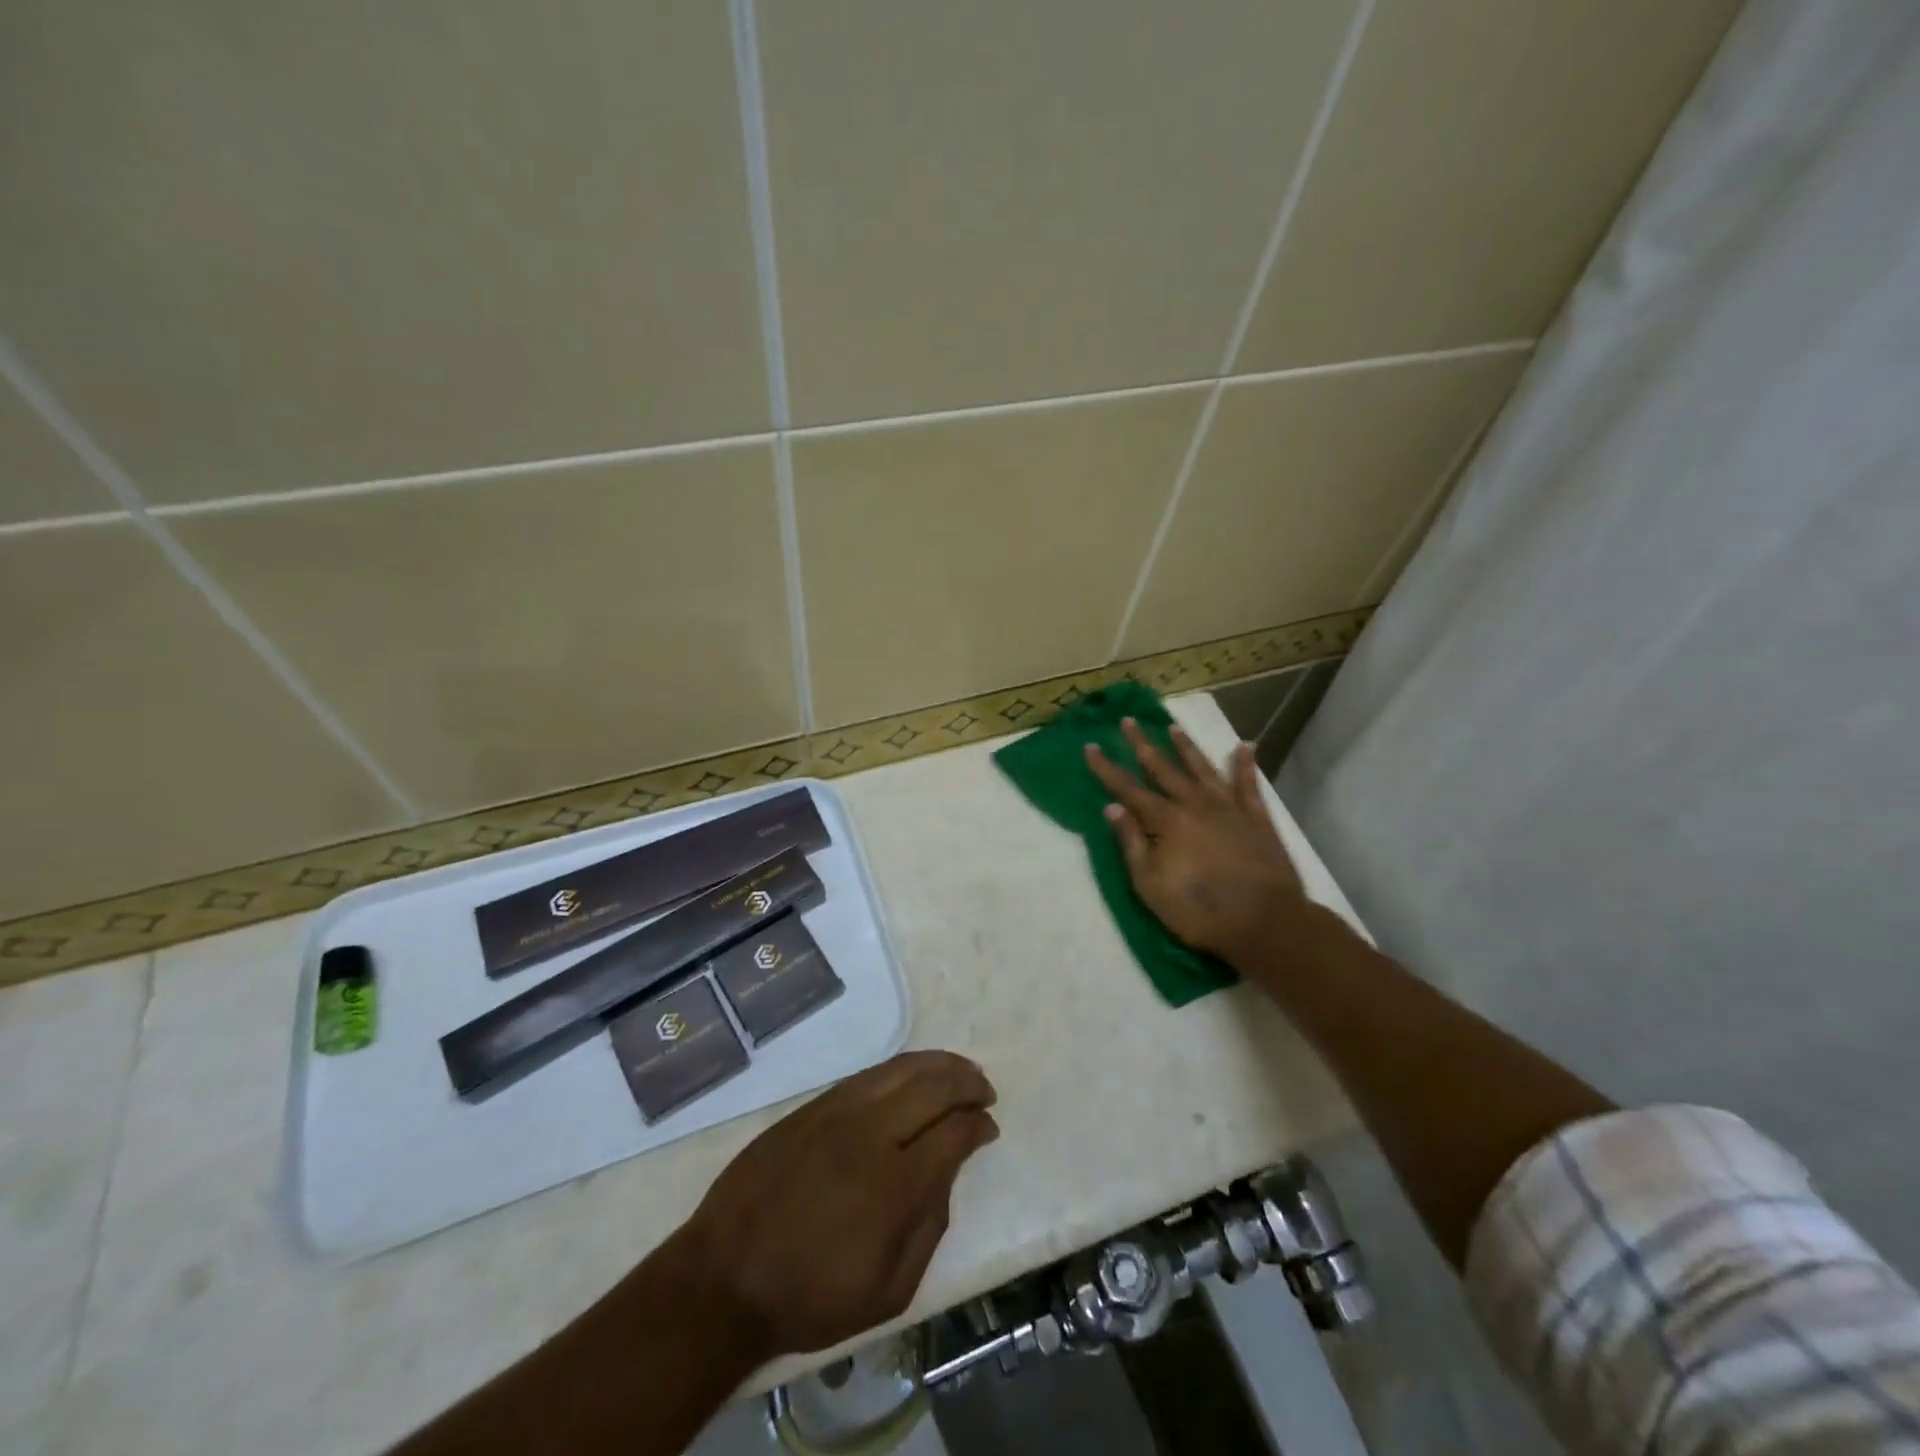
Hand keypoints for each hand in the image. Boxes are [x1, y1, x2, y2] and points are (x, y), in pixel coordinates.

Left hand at [674, 1051, 997, 1361]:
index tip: (989, 1128)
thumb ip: (930, 1228)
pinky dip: (902, 1067)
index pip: (953, 1132)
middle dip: (968, 1083)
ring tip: (959, 1071)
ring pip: (902, 1068)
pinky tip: (913, 1075)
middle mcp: (871, 1133)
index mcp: (895, 1185)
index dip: (978, 1125)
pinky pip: (869, 1073)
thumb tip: (946, 1173)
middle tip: (985, 1091)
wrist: (726, 1276)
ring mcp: (838, 1111)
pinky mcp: (813, 1105)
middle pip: (934, 1087)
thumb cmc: (812, 1296)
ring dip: (939, 1064)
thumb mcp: (889, 1291)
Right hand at [1085, 718, 1311, 966]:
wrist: (1263, 921)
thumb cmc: (1198, 909)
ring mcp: (1228, 808)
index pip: (1128, 788)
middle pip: (1163, 768)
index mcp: (1165, 821)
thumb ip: (1131, 842)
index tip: (1091, 746)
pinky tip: (1246, 746)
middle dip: (1142, 744)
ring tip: (1173, 727)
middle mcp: (1194, 804)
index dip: (1107, 768)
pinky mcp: (1256, 818)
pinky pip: (1248, 784)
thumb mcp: (1150, 883)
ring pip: (1202, 768)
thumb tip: (1112, 807)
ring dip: (1186, 747)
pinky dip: (1245, 764)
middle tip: (1129, 721)